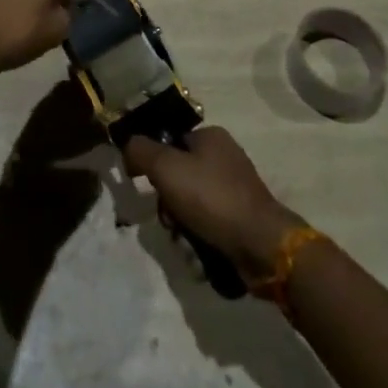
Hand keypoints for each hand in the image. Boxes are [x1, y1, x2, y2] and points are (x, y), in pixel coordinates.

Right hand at [123, 127, 303, 280]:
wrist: (260, 244)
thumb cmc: (212, 197)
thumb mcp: (166, 167)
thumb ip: (141, 151)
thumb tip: (128, 146)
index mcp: (211, 136)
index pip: (170, 142)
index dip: (154, 164)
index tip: (149, 186)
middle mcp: (224, 156)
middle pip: (179, 176)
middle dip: (168, 202)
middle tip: (169, 220)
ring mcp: (235, 188)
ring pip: (190, 203)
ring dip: (181, 224)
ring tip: (184, 240)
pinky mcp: (240, 218)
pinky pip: (207, 223)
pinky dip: (198, 237)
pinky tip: (198, 251)